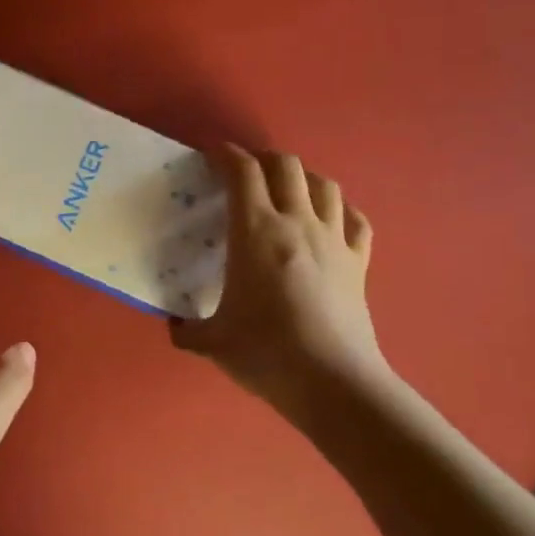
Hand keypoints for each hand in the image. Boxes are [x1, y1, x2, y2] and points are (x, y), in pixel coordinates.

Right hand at [171, 144, 388, 424]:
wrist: (330, 381)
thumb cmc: (264, 353)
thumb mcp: (210, 342)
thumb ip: (186, 330)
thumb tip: (175, 326)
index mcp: (255, 232)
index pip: (243, 173)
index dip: (227, 155)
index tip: (213, 155)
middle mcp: (297, 223)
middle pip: (286, 166)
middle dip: (264, 158)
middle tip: (247, 171)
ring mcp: (334, 240)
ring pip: (325, 185)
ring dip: (303, 177)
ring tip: (288, 188)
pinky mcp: (359, 262)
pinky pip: (355, 220)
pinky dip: (341, 211)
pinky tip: (331, 220)